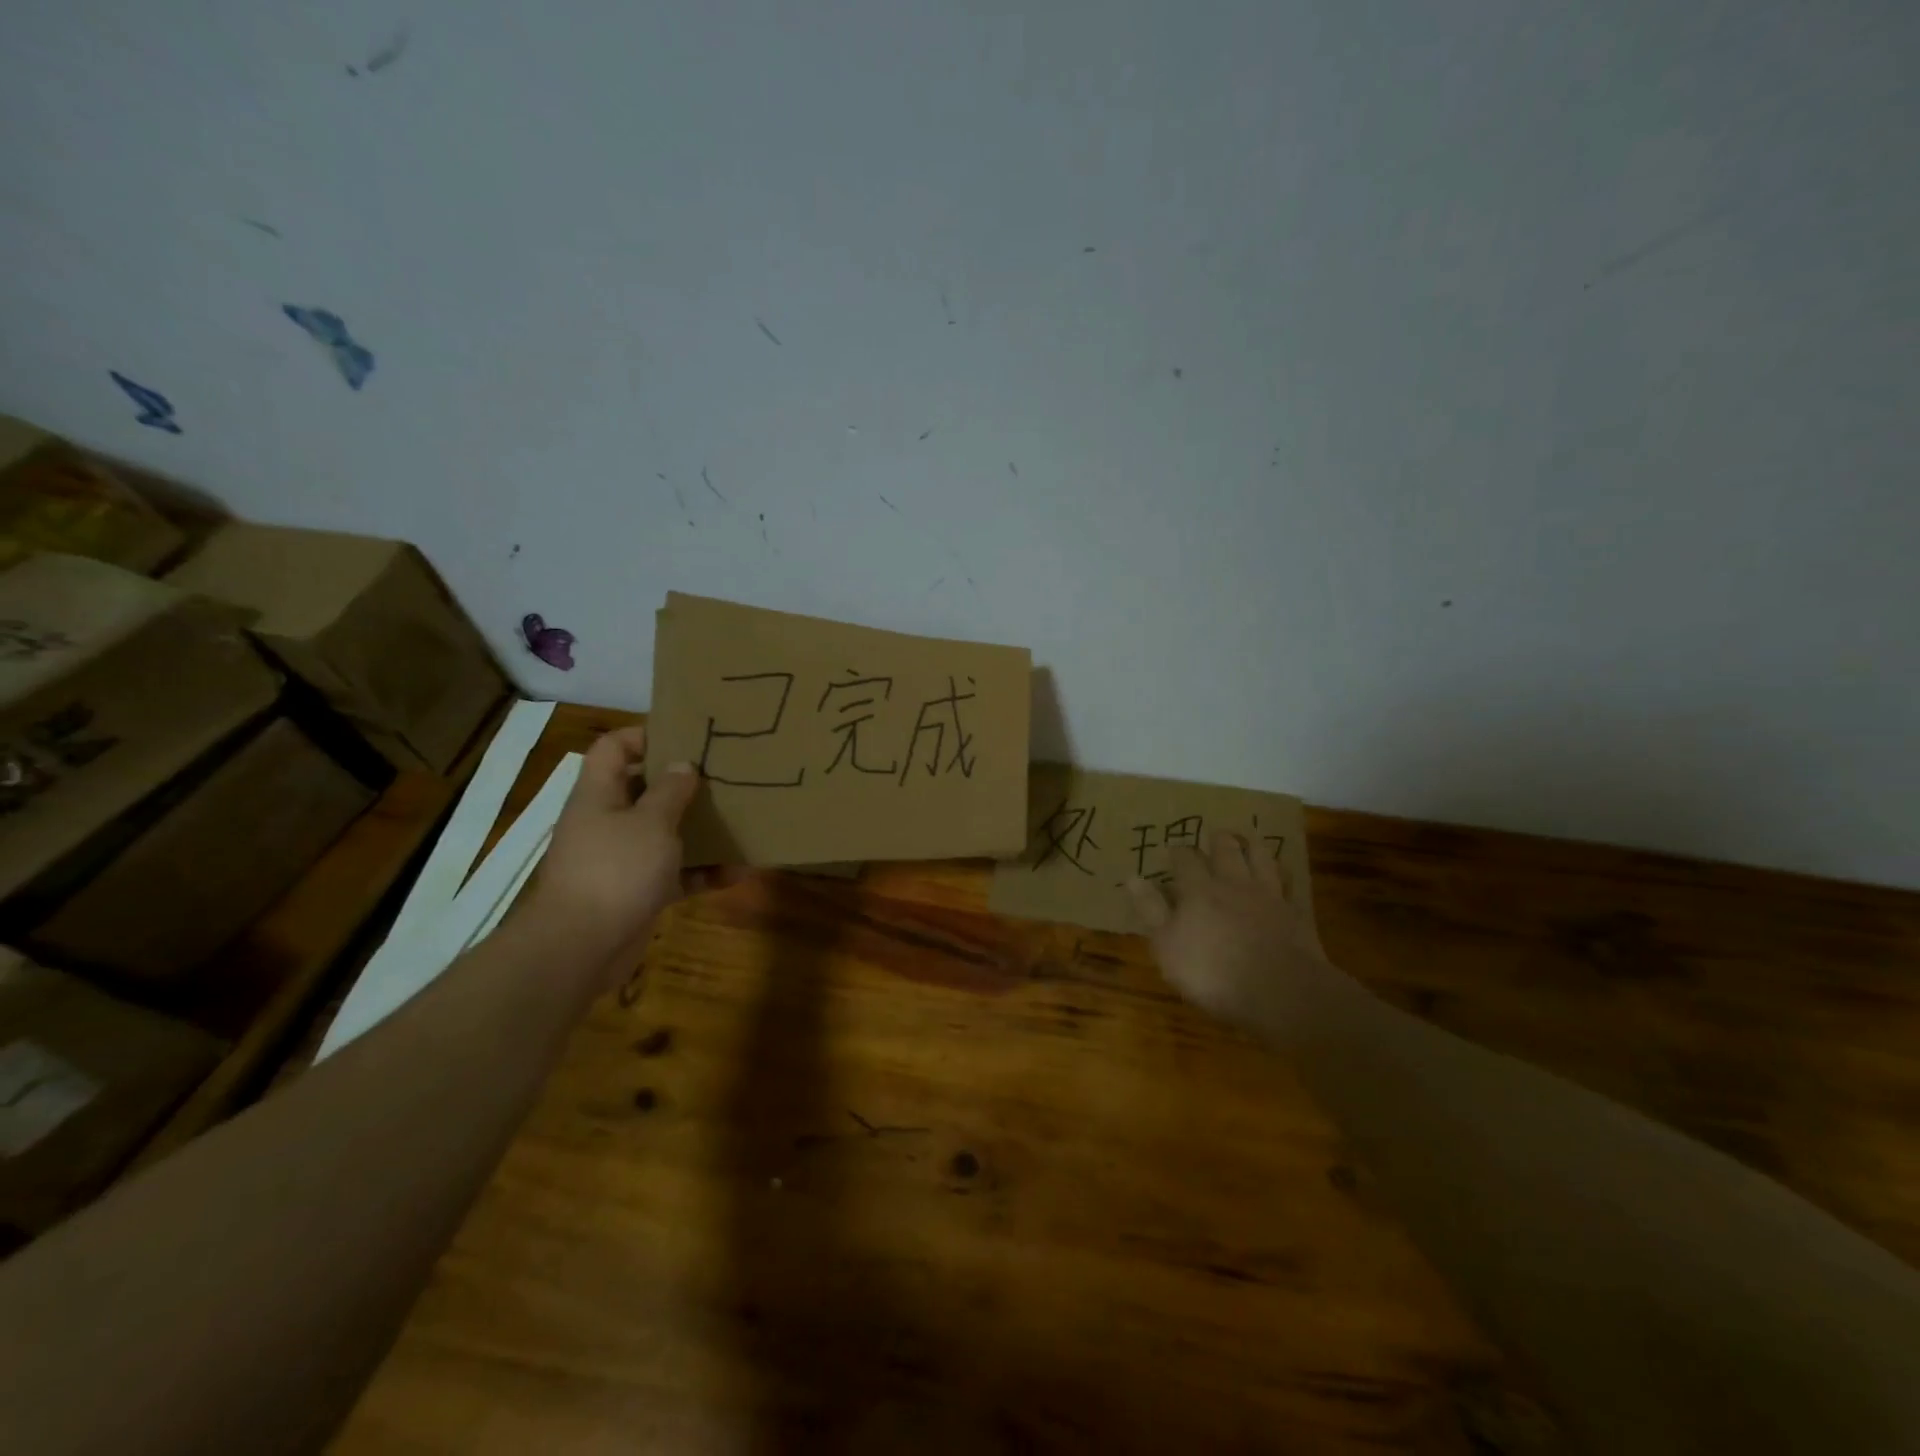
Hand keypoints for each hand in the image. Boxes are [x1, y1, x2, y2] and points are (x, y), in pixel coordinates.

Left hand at [525, 726, 740, 965]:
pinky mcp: (636, 893)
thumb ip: (670, 791)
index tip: (687, 737)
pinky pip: (674, 874)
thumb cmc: (615, 870)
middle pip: (644, 790)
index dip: (645, 735)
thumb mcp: (651, 823)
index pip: (613, 748)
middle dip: (683, 785)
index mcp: (599, 795)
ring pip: (664, 834)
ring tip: (739, 821)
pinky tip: (738, 872)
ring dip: (699, 831)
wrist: (580, 948)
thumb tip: (682, 765)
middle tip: (724, 777)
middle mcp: (607, 822)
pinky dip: (702, 873)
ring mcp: (620, 860)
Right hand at [1126, 830, 1333, 1029]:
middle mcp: (1233, 883)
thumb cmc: (1212, 972)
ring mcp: (1268, 896)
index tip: (1172, 850)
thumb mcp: (1167, 946)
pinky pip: (1289, 883)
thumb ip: (1151, 909)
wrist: (1280, 992)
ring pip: (1261, 857)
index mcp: (1199, 890)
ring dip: (1252, 846)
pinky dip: (1282, 874)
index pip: (1185, 859)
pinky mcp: (1295, 913)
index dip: (1178, 853)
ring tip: (1248, 842)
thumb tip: (1132, 877)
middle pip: (1226, 849)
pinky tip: (1281, 876)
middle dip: (1218, 840)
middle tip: (1214, 835)